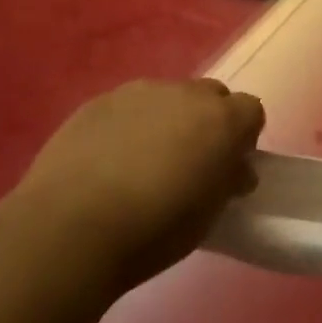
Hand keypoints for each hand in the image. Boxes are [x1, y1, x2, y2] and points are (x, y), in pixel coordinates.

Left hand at [12, 79, 265, 293]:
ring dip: (166, 121)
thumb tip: (234, 170)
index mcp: (222, 119)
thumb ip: (227, 182)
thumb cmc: (153, 230)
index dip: (243, 138)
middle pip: (210, 96)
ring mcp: (139, 92)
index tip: (228, 168)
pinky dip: (126, 127)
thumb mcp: (208, 217)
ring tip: (141, 164)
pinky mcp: (99, 101)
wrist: (70, 229)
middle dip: (206, 122)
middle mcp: (186, 93)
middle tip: (188, 163)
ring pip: (166, 98)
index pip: (251, 111)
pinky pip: (126, 107)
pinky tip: (106, 162)